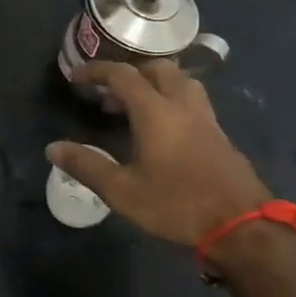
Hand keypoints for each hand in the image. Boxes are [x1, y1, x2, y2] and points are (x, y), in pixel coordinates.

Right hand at [47, 60, 268, 251]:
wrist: (243, 228)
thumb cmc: (177, 205)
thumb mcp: (122, 191)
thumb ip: (87, 166)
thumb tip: (52, 148)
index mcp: (156, 112)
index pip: (123, 76)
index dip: (97, 71)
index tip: (76, 77)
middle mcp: (183, 106)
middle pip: (158, 69)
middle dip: (130, 72)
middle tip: (109, 93)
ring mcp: (206, 119)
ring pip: (181, 82)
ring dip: (155, 83)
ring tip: (136, 106)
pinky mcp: (220, 136)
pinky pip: (192, 102)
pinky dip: (171, 101)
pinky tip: (163, 130)